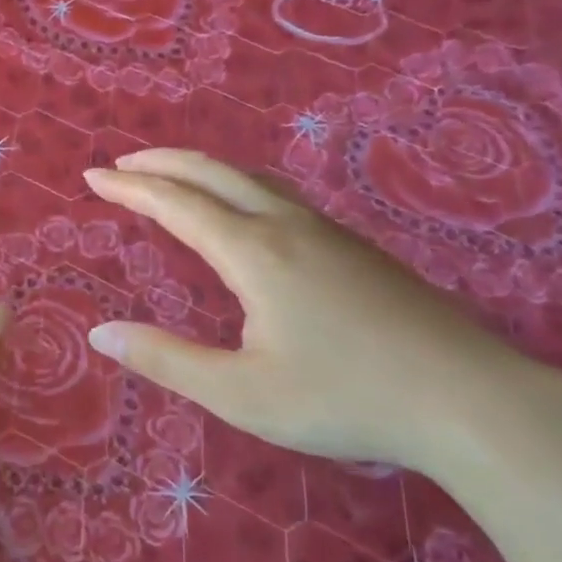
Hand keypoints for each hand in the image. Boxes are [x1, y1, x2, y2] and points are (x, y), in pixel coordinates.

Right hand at [83, 150, 552, 479]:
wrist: (467, 398)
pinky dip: (241, 186)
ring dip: (204, 170)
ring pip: (254, 179)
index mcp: (254, 253)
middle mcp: (288, 227)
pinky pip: (282, 196)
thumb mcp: (241, 393)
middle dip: (163, 163)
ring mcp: (329, 233)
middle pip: (215, 173)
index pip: (177, 204)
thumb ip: (166, 360)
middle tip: (123, 163)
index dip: (130, 189)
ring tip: (175, 177)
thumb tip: (100, 334)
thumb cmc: (344, 399)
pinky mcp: (357, 249)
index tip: (93, 176)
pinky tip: (248, 211)